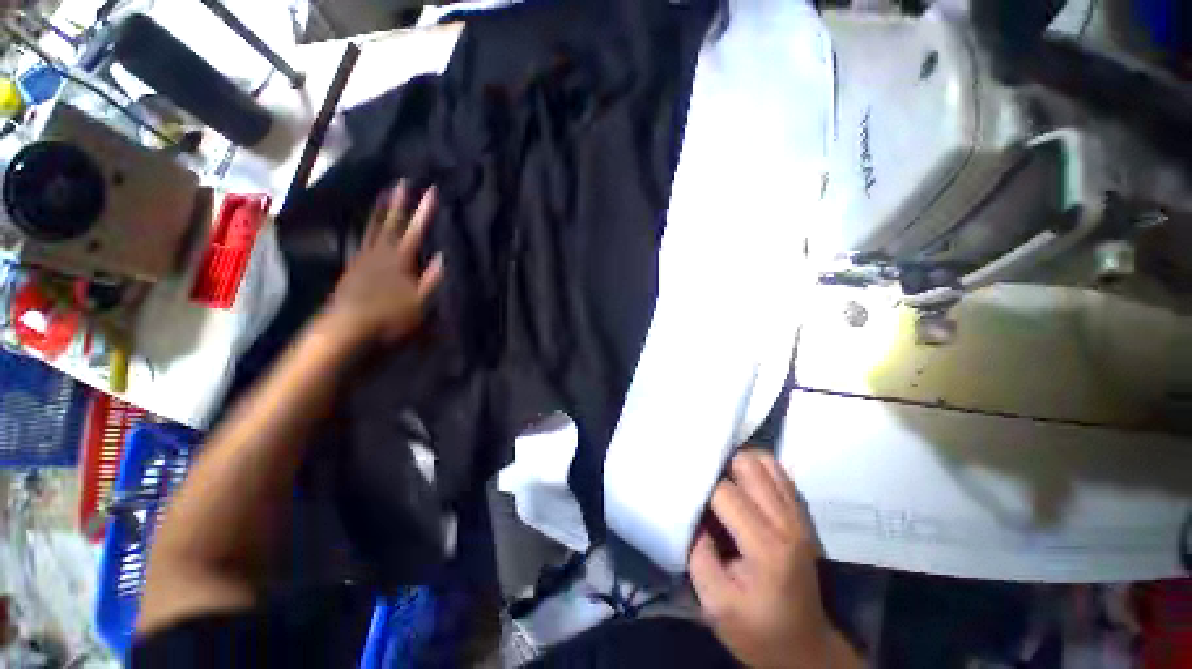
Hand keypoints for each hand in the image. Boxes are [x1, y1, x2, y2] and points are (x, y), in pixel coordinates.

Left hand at [321, 182, 444, 346]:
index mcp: (400, 260)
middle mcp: (381, 253)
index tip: (431, 192)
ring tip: (384, 194)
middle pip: (391, 223)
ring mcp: (365, 257)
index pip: (415, 231)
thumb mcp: (418, 302)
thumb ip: (431, 279)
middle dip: (399, 202)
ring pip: (374, 228)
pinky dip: (367, 227)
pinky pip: (362, 238)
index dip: (424, 212)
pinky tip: (368, 224)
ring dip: (381, 210)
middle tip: (403, 182)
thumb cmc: (388, 315)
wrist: (347, 324)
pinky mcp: (354, 264)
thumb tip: (443, 257)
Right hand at [689, 450, 857, 668]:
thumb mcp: (715, 604)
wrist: (805, 649)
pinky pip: (778, 472)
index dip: (701, 486)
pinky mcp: (802, 515)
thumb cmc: (757, 631)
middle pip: (748, 464)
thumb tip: (692, 513)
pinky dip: (756, 469)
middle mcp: (787, 523)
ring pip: (765, 461)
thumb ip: (697, 553)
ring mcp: (799, 516)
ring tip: (722, 481)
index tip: (685, 490)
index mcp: (766, 547)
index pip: (726, 492)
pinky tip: (742, 486)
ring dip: (739, 464)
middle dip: (720, 467)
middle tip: (704, 484)